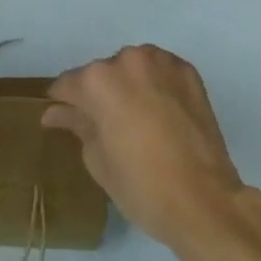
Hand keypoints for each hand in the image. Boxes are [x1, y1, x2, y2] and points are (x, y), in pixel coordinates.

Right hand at [43, 44, 248, 246]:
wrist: (205, 202)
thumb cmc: (144, 188)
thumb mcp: (99, 162)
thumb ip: (76, 126)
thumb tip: (54, 112)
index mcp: (98, 81)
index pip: (69, 84)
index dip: (63, 102)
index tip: (63, 116)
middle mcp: (126, 59)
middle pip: (103, 74)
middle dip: (101, 95)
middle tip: (110, 128)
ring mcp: (159, 60)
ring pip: (133, 68)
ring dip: (130, 86)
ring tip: (141, 121)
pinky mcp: (186, 69)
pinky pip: (161, 71)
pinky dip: (157, 86)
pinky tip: (164, 114)